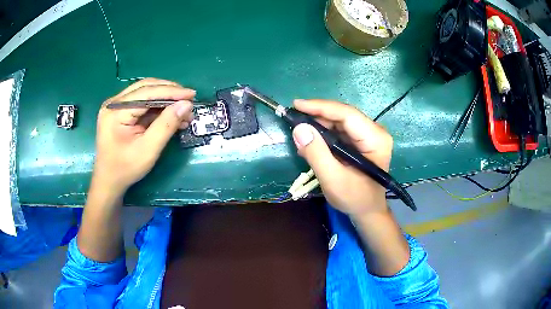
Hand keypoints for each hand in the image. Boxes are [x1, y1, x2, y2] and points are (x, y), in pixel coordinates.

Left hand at [92, 78, 195, 195]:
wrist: (109, 182)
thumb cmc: (126, 169)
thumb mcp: (148, 149)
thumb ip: (166, 125)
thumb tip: (186, 104)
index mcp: (116, 111)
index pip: (147, 92)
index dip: (171, 91)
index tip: (192, 94)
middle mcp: (114, 103)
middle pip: (146, 88)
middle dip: (169, 93)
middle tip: (189, 100)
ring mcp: (116, 106)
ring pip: (145, 93)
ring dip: (165, 100)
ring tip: (183, 110)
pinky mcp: (120, 112)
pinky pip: (142, 103)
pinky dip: (158, 108)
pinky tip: (171, 115)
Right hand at [292, 99, 392, 215]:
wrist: (367, 211)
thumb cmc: (354, 199)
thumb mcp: (333, 180)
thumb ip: (316, 154)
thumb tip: (299, 128)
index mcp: (375, 139)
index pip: (347, 114)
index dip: (320, 107)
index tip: (296, 105)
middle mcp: (375, 132)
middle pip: (343, 115)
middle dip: (317, 117)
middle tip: (294, 121)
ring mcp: (369, 135)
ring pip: (339, 121)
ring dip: (318, 127)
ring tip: (300, 136)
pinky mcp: (361, 141)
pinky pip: (340, 131)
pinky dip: (323, 135)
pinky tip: (311, 143)